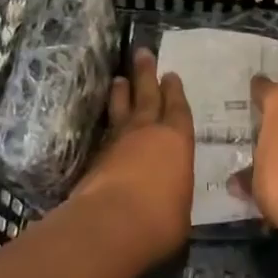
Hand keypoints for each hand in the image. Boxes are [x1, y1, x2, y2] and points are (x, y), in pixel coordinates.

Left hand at [69, 49, 193, 265]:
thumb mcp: (182, 208)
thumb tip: (170, 199)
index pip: (177, 109)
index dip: (174, 91)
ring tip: (119, 78)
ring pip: (121, 109)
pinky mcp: (95, 159)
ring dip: (121, 93)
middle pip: (147, 96)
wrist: (111, 224)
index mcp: (177, 141)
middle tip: (142, 53)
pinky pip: (106, 131)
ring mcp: (118, 143)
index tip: (171, 74)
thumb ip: (176, 194)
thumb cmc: (161, 218)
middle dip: (146, 74)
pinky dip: (108, 122)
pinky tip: (107, 121)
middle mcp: (148, 133)